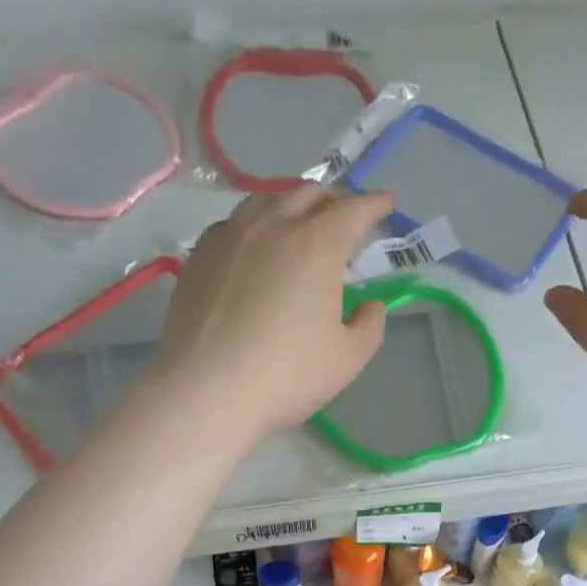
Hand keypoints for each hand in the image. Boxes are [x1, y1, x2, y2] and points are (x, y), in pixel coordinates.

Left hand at [159, 185, 393, 440]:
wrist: (206, 391)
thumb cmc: (286, 376)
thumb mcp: (347, 359)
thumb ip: (369, 325)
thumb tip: (369, 306)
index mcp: (317, 245)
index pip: (353, 209)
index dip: (375, 204)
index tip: (387, 204)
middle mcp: (273, 226)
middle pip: (309, 194)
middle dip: (335, 201)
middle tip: (347, 221)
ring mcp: (230, 237)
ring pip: (267, 200)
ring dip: (293, 206)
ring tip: (300, 226)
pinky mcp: (199, 256)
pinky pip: (235, 224)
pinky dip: (256, 226)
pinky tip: (256, 250)